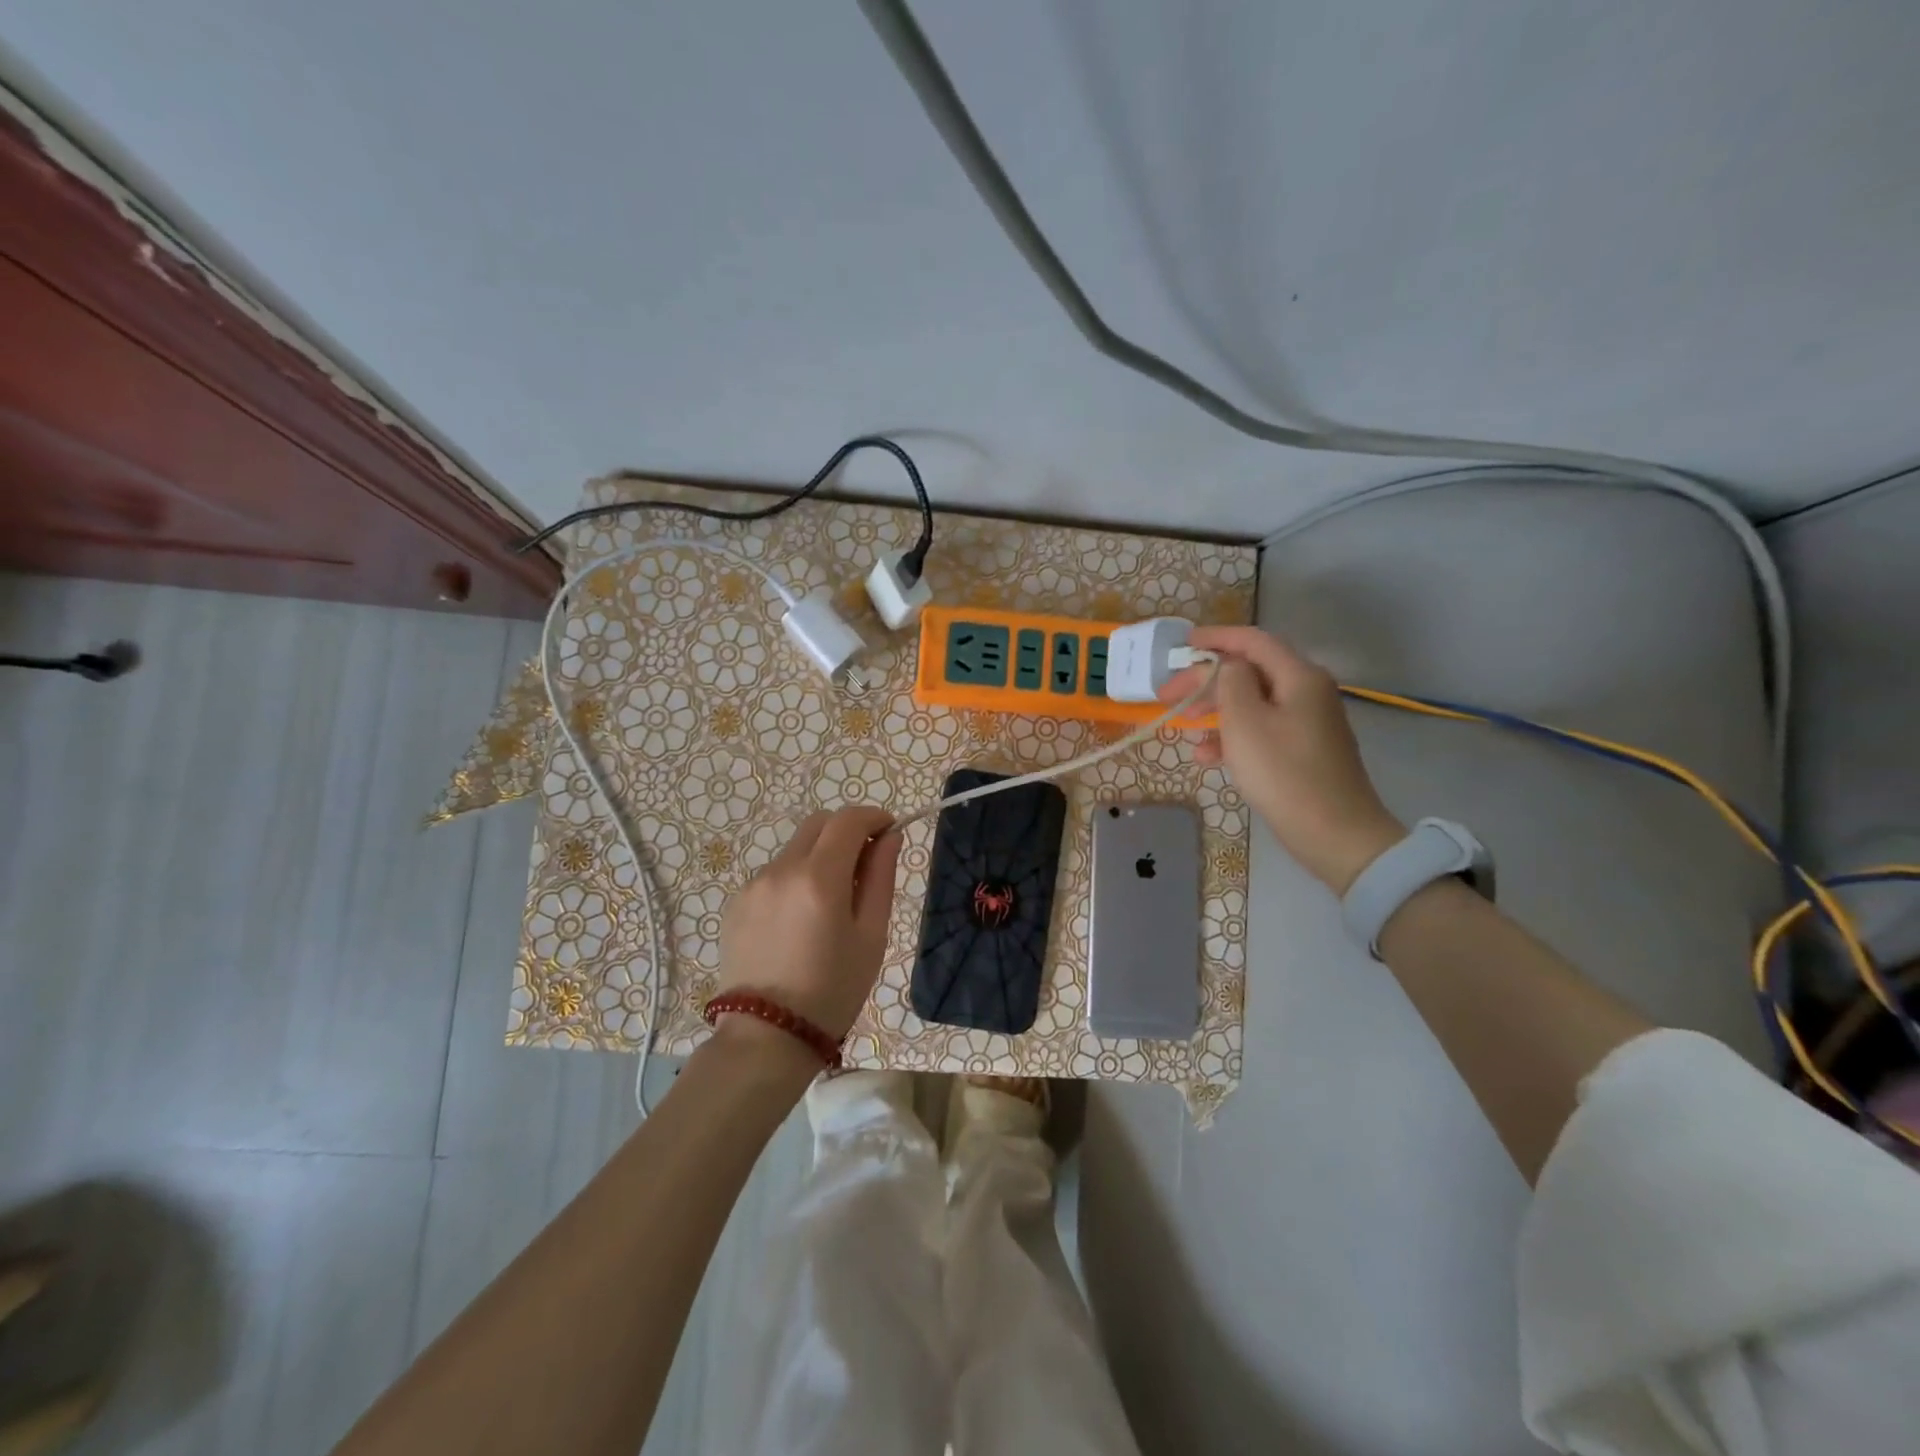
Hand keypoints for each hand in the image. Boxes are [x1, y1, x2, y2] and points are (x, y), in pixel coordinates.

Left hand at [714, 806, 901, 1039]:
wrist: (766, 1038)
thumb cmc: (833, 991)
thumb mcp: (871, 936)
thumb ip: (880, 877)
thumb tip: (889, 837)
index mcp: (819, 878)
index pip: (848, 820)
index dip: (873, 817)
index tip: (890, 831)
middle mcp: (781, 870)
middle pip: (818, 824)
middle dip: (846, 831)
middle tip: (865, 863)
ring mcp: (753, 885)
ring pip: (795, 849)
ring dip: (820, 856)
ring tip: (832, 901)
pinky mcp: (736, 903)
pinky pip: (774, 874)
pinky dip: (796, 878)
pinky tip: (801, 920)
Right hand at [1161, 626, 1404, 892]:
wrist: (1334, 832)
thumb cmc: (1283, 772)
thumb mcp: (1245, 721)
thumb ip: (1230, 682)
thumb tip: (1227, 667)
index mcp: (1298, 676)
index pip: (1253, 641)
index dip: (1215, 638)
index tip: (1182, 644)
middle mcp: (1307, 692)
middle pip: (1250, 672)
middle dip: (1207, 680)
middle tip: (1168, 695)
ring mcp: (1307, 723)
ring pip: (1252, 703)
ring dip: (1216, 710)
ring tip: (1184, 725)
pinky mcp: (1303, 751)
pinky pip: (1261, 731)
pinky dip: (1233, 737)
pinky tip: (1207, 757)